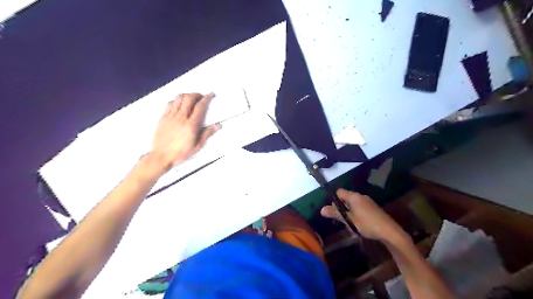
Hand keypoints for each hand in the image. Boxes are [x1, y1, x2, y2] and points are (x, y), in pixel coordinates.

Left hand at [148, 92, 219, 171]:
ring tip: (191, 98)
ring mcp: (170, 116)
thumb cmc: (180, 153)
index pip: (200, 107)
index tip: (210, 94)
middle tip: (201, 97)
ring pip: (178, 98)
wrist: (161, 157)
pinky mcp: (163, 117)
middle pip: (189, 98)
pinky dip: (177, 100)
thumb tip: (218, 126)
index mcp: (191, 125)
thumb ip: (208, 134)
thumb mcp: (197, 146)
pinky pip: (170, 103)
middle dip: (196, 94)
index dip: (206, 98)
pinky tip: (179, 103)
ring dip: (186, 95)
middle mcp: (181, 118)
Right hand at [320, 190, 408, 243]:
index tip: (335, 212)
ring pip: (353, 206)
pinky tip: (360, 228)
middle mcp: (361, 196)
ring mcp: (368, 203)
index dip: (334, 200)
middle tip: (343, 222)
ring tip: (352, 228)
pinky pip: (360, 210)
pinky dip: (357, 217)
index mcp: (354, 196)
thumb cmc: (367, 224)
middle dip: (342, 211)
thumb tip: (321, 209)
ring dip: (349, 216)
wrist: (390, 232)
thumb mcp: (349, 220)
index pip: (339, 192)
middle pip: (345, 199)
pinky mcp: (373, 209)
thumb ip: (336, 214)